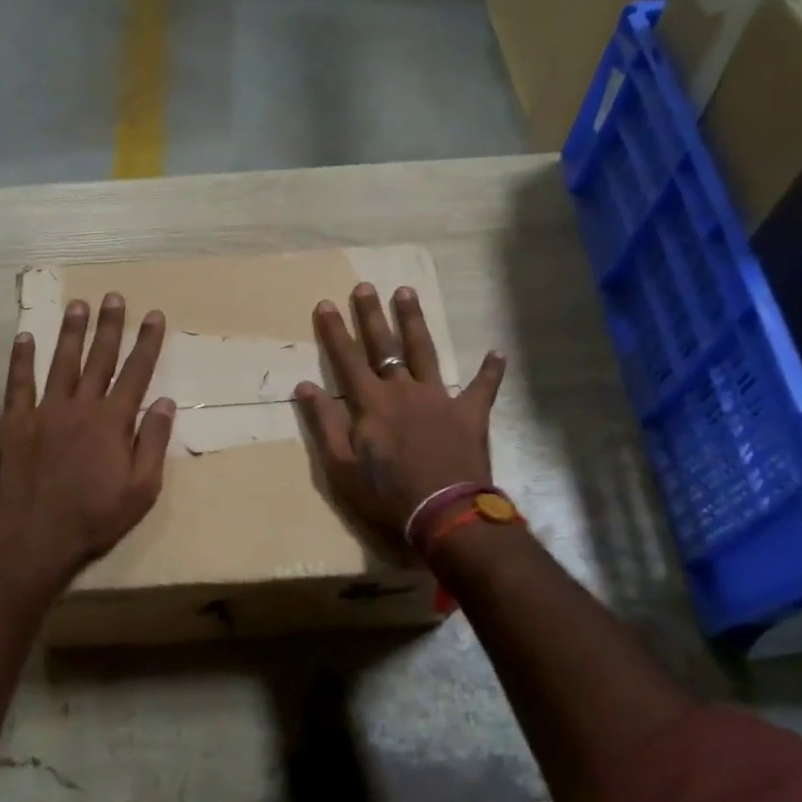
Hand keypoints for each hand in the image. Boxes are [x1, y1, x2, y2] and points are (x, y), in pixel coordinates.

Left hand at [0, 294, 175, 598]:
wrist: (32, 539)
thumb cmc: (94, 518)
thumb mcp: (142, 490)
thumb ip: (153, 443)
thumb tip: (165, 402)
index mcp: (113, 421)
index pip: (136, 372)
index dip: (147, 342)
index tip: (154, 315)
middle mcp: (81, 406)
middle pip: (99, 358)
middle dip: (109, 326)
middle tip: (114, 297)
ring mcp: (45, 411)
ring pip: (62, 362)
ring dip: (71, 332)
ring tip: (78, 305)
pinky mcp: (15, 422)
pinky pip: (18, 383)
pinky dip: (21, 359)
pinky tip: (24, 337)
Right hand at [294, 282, 505, 544]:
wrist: (445, 515)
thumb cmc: (387, 495)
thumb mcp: (341, 466)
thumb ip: (324, 423)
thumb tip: (304, 386)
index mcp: (371, 403)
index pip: (347, 358)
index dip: (334, 331)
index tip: (326, 304)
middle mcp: (403, 390)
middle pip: (384, 345)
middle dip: (371, 315)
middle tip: (365, 286)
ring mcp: (439, 398)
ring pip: (424, 351)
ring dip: (414, 321)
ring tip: (406, 292)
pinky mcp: (469, 414)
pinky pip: (482, 387)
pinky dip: (490, 371)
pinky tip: (496, 352)